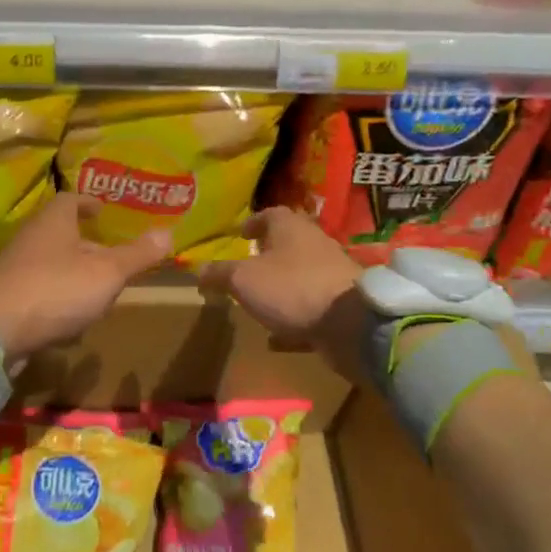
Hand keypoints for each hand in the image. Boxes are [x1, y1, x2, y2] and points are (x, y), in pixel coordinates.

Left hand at [0, 193, 171, 361]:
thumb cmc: (57, 289)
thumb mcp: (107, 272)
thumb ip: (137, 255)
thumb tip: (168, 232)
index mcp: (54, 221)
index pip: (71, 200)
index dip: (89, 203)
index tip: (103, 210)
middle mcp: (31, 237)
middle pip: (61, 233)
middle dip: (85, 243)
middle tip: (110, 255)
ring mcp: (15, 268)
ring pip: (50, 263)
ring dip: (72, 273)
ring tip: (97, 289)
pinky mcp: (7, 298)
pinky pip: (38, 291)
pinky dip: (56, 298)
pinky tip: (71, 319)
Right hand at [198, 207, 361, 354]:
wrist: (352, 323)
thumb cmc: (291, 288)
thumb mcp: (243, 280)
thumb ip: (220, 274)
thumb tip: (198, 271)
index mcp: (290, 227)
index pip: (269, 214)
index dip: (253, 223)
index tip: (241, 235)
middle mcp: (314, 243)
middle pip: (288, 242)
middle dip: (268, 254)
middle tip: (247, 267)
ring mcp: (332, 272)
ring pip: (301, 274)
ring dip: (282, 285)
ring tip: (260, 301)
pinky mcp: (342, 303)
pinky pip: (311, 306)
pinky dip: (294, 317)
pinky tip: (278, 337)